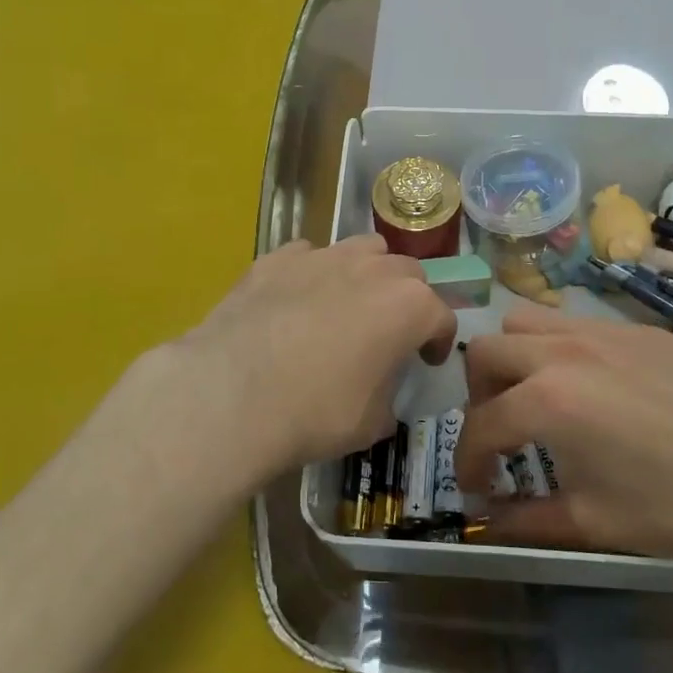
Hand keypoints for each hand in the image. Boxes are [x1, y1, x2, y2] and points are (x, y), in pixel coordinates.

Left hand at [163, 236, 456, 480]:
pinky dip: (314, 274)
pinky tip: (296, 301)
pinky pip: (309, 256)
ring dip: (368, 273)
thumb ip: (389, 394)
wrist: (231, 395)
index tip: (427, 361)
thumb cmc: (315, 413)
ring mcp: (323, 257)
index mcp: (408, 306)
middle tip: (390, 331)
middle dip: (408, 299)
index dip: (439, 340)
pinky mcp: (278, 258)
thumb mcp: (372, 422)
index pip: (441, 316)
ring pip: (363, 249)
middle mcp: (372, 269)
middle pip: (407, 273)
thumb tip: (381, 389)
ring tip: (349, 303)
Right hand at [458, 307, 672, 580]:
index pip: (481, 424)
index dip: (468, 461)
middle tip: (501, 435)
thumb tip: (488, 521)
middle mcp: (564, 351)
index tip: (477, 487)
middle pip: (487, 351)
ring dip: (514, 358)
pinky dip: (560, 350)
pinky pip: (576, 324)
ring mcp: (604, 331)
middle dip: (478, 396)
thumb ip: (528, 519)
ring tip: (537, 398)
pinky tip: (594, 390)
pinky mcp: (639, 328)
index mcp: (547, 400)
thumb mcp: (596, 523)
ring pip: (528, 321)